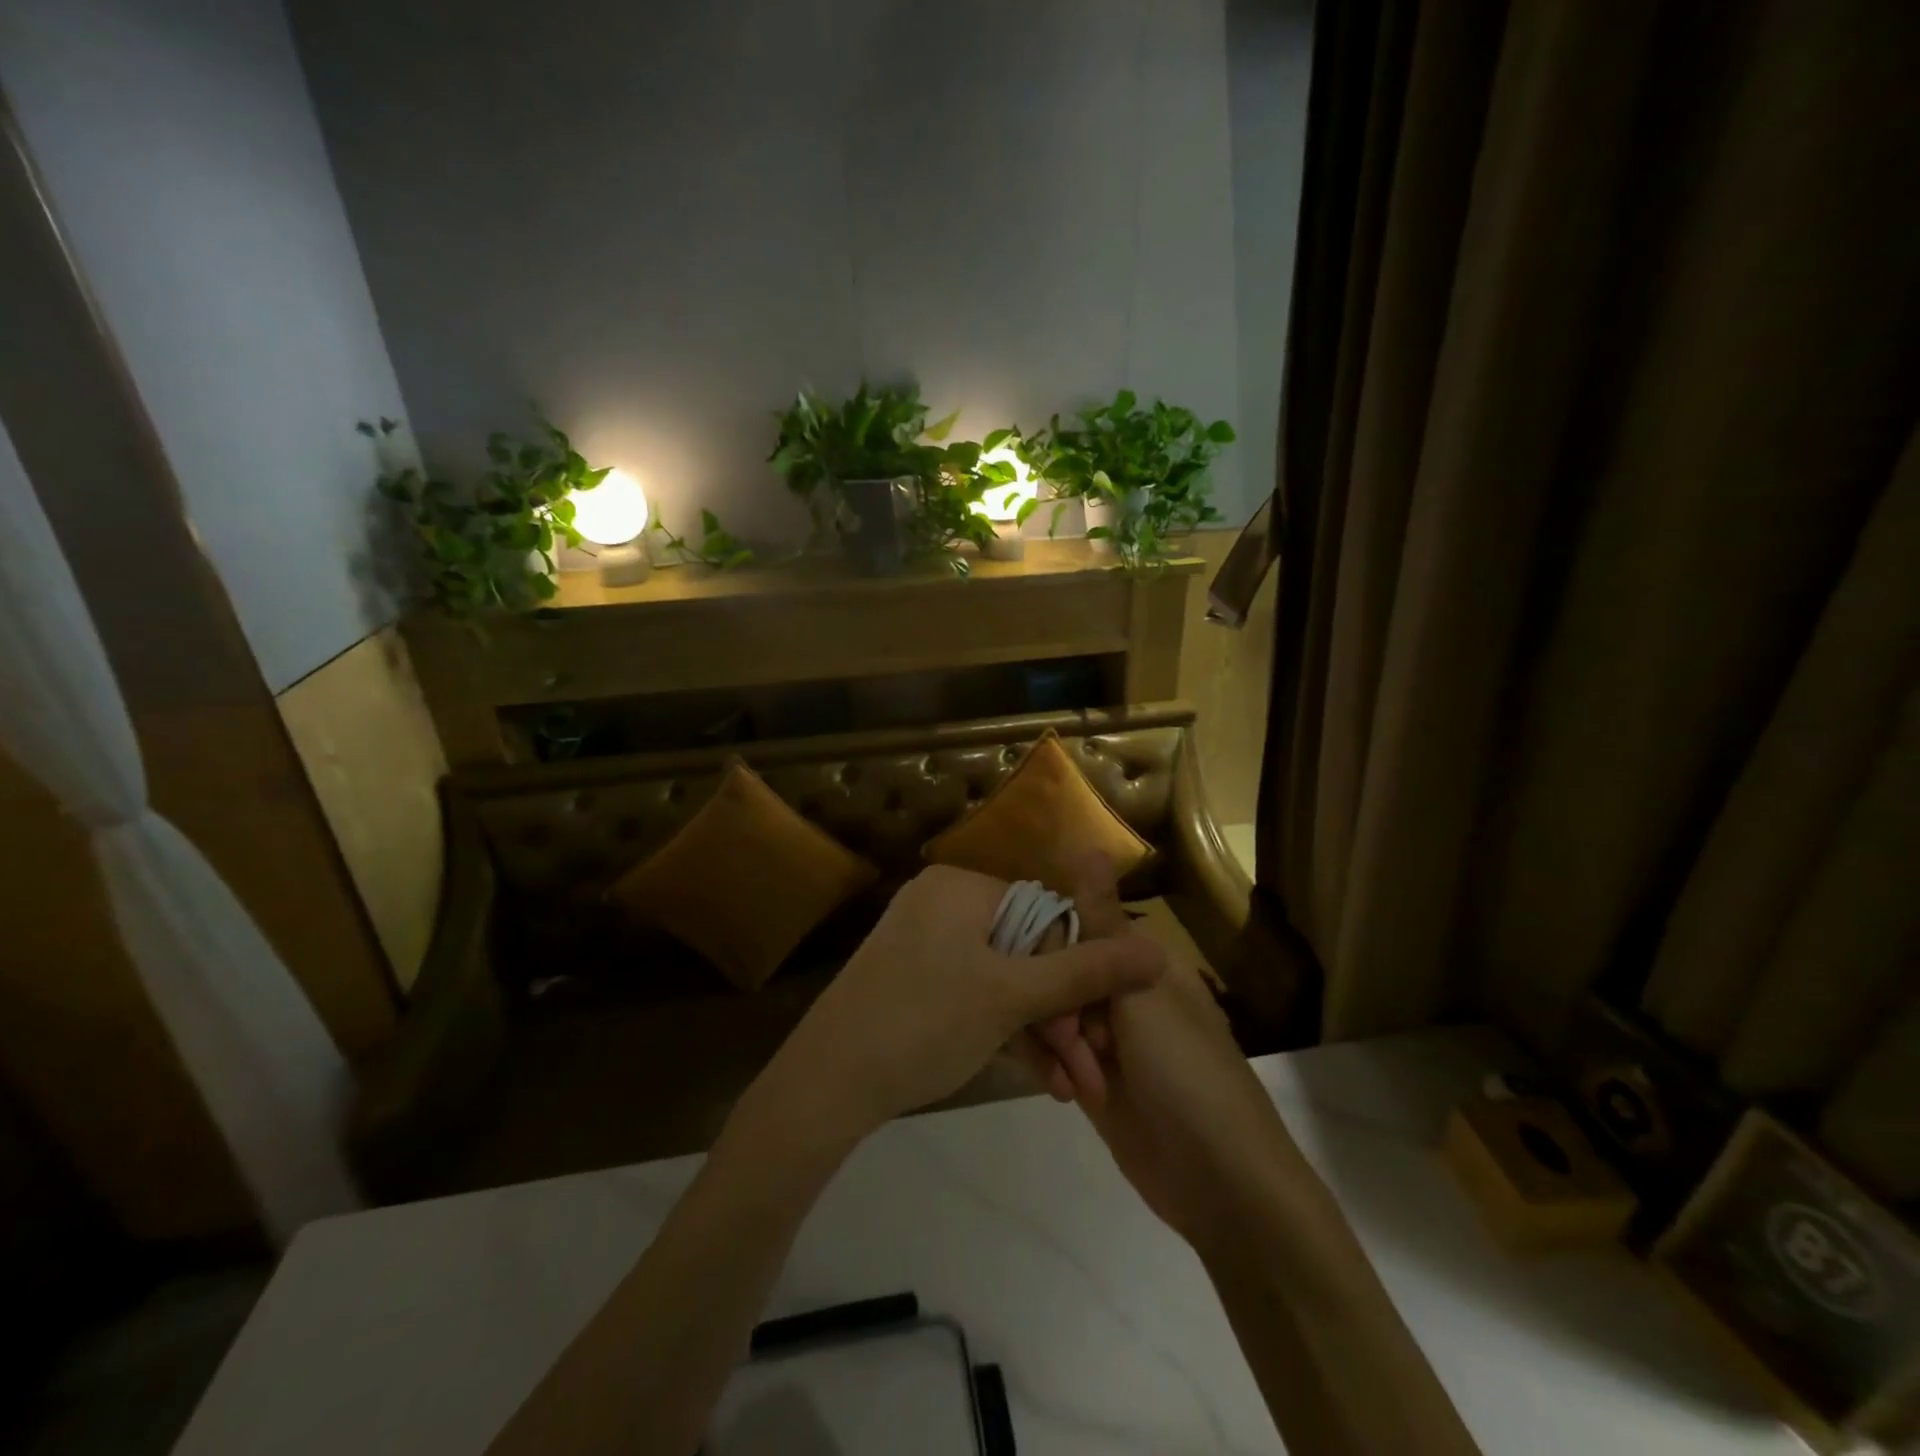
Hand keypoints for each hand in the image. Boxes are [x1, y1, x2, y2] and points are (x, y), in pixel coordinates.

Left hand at [761, 865, 1166, 1144]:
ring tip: (1075, 1088)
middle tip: (1092, 1071)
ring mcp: (925, 944)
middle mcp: (943, 904)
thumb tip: (1158, 949)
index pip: (1046, 916)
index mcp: (962, 887)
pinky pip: (974, 996)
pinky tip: (1042, 1079)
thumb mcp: (1011, 998)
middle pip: (1026, 953)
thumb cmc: (924, 1023)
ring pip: (1003, 982)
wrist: (826, 1084)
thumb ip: (1085, 973)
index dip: (1078, 972)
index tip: (1099, 1028)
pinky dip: (1005, 1033)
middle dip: (1062, 1015)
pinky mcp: (914, 981)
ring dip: (1041, 1034)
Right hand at [1042, 855, 1306, 1256]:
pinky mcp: (1093, 1080)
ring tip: (1071, 1082)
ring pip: (1051, 1014)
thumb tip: (1089, 846)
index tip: (1044, 979)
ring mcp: (1106, 1039)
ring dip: (1053, 1043)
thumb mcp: (1140, 993)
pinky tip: (1061, 1090)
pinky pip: (1055, 1054)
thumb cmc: (1187, 1075)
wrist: (1222, 1185)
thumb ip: (1101, 924)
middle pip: (1056, 973)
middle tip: (1070, 1045)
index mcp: (1141, 961)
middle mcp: (1121, 992)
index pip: (1073, 929)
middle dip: (1052, 1006)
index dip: (1051, 952)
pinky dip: (1052, 1067)